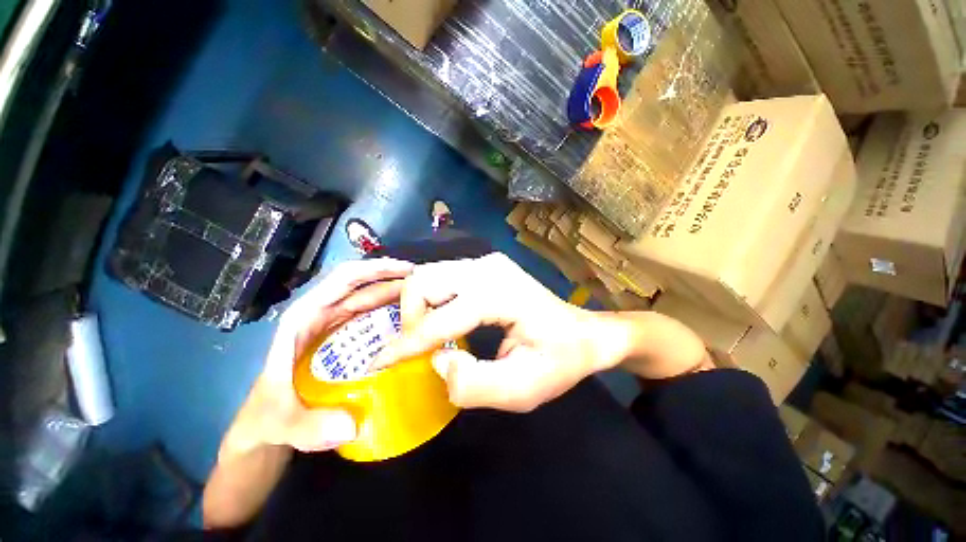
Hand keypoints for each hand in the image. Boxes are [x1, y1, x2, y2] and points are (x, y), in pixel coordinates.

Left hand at [221, 258, 413, 457]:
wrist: (265, 427)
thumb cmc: (267, 418)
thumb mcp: (283, 423)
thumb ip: (310, 427)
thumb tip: (351, 426)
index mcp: (303, 319)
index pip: (341, 281)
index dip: (375, 270)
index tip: (406, 271)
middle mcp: (320, 315)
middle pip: (360, 285)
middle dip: (392, 278)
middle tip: (425, 285)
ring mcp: (332, 325)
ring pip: (367, 298)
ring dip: (394, 293)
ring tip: (424, 297)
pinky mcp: (343, 337)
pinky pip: (370, 316)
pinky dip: (390, 311)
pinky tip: (409, 317)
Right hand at [374, 253, 619, 411]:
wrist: (582, 333)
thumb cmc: (558, 360)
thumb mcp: (522, 390)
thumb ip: (474, 385)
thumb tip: (437, 361)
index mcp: (500, 293)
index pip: (440, 317)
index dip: (406, 345)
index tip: (378, 364)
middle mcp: (488, 268)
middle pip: (424, 281)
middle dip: (409, 318)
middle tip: (415, 350)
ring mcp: (486, 263)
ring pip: (428, 276)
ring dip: (417, 308)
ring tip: (424, 338)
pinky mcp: (483, 267)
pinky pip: (442, 279)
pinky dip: (429, 301)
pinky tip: (436, 321)